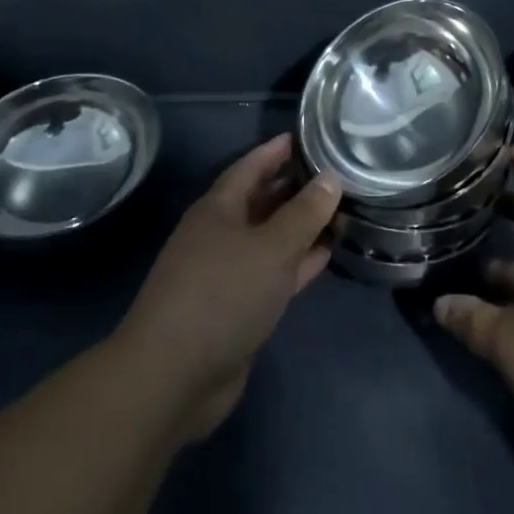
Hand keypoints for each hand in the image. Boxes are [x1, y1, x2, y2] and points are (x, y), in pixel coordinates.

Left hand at [113, 134, 340, 444]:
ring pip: (270, 238)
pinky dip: (298, 262)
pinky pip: (273, 272)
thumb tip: (331, 177)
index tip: (308, 136)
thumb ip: (304, 213)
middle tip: (336, 172)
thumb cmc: (222, 295)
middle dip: (295, 187)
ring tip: (340, 209)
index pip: (251, 167)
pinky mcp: (237, 308)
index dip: (277, 150)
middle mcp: (220, 234)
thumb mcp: (272, 248)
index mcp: (218, 209)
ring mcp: (227, 273)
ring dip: (301, 227)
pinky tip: (326, 254)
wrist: (173, 377)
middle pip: (262, 201)